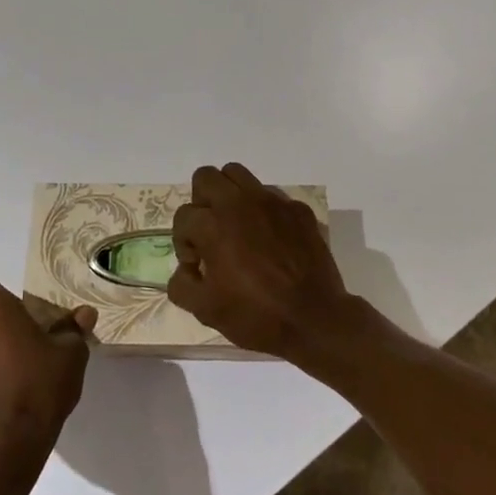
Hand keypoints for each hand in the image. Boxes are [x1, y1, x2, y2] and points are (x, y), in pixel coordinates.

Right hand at [167, 163, 357, 365]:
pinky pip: (270, 194)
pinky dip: (262, 210)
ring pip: (238, 174)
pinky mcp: (297, 208)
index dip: (184, 243)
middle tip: (210, 233)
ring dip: (228, 195)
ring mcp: (272, 201)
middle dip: (201, 203)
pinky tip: (269, 238)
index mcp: (213, 225)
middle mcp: (239, 203)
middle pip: (205, 177)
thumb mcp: (205, 310)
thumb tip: (186, 269)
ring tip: (235, 226)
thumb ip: (181, 285)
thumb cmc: (256, 315)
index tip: (198, 266)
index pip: (183, 217)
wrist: (314, 319)